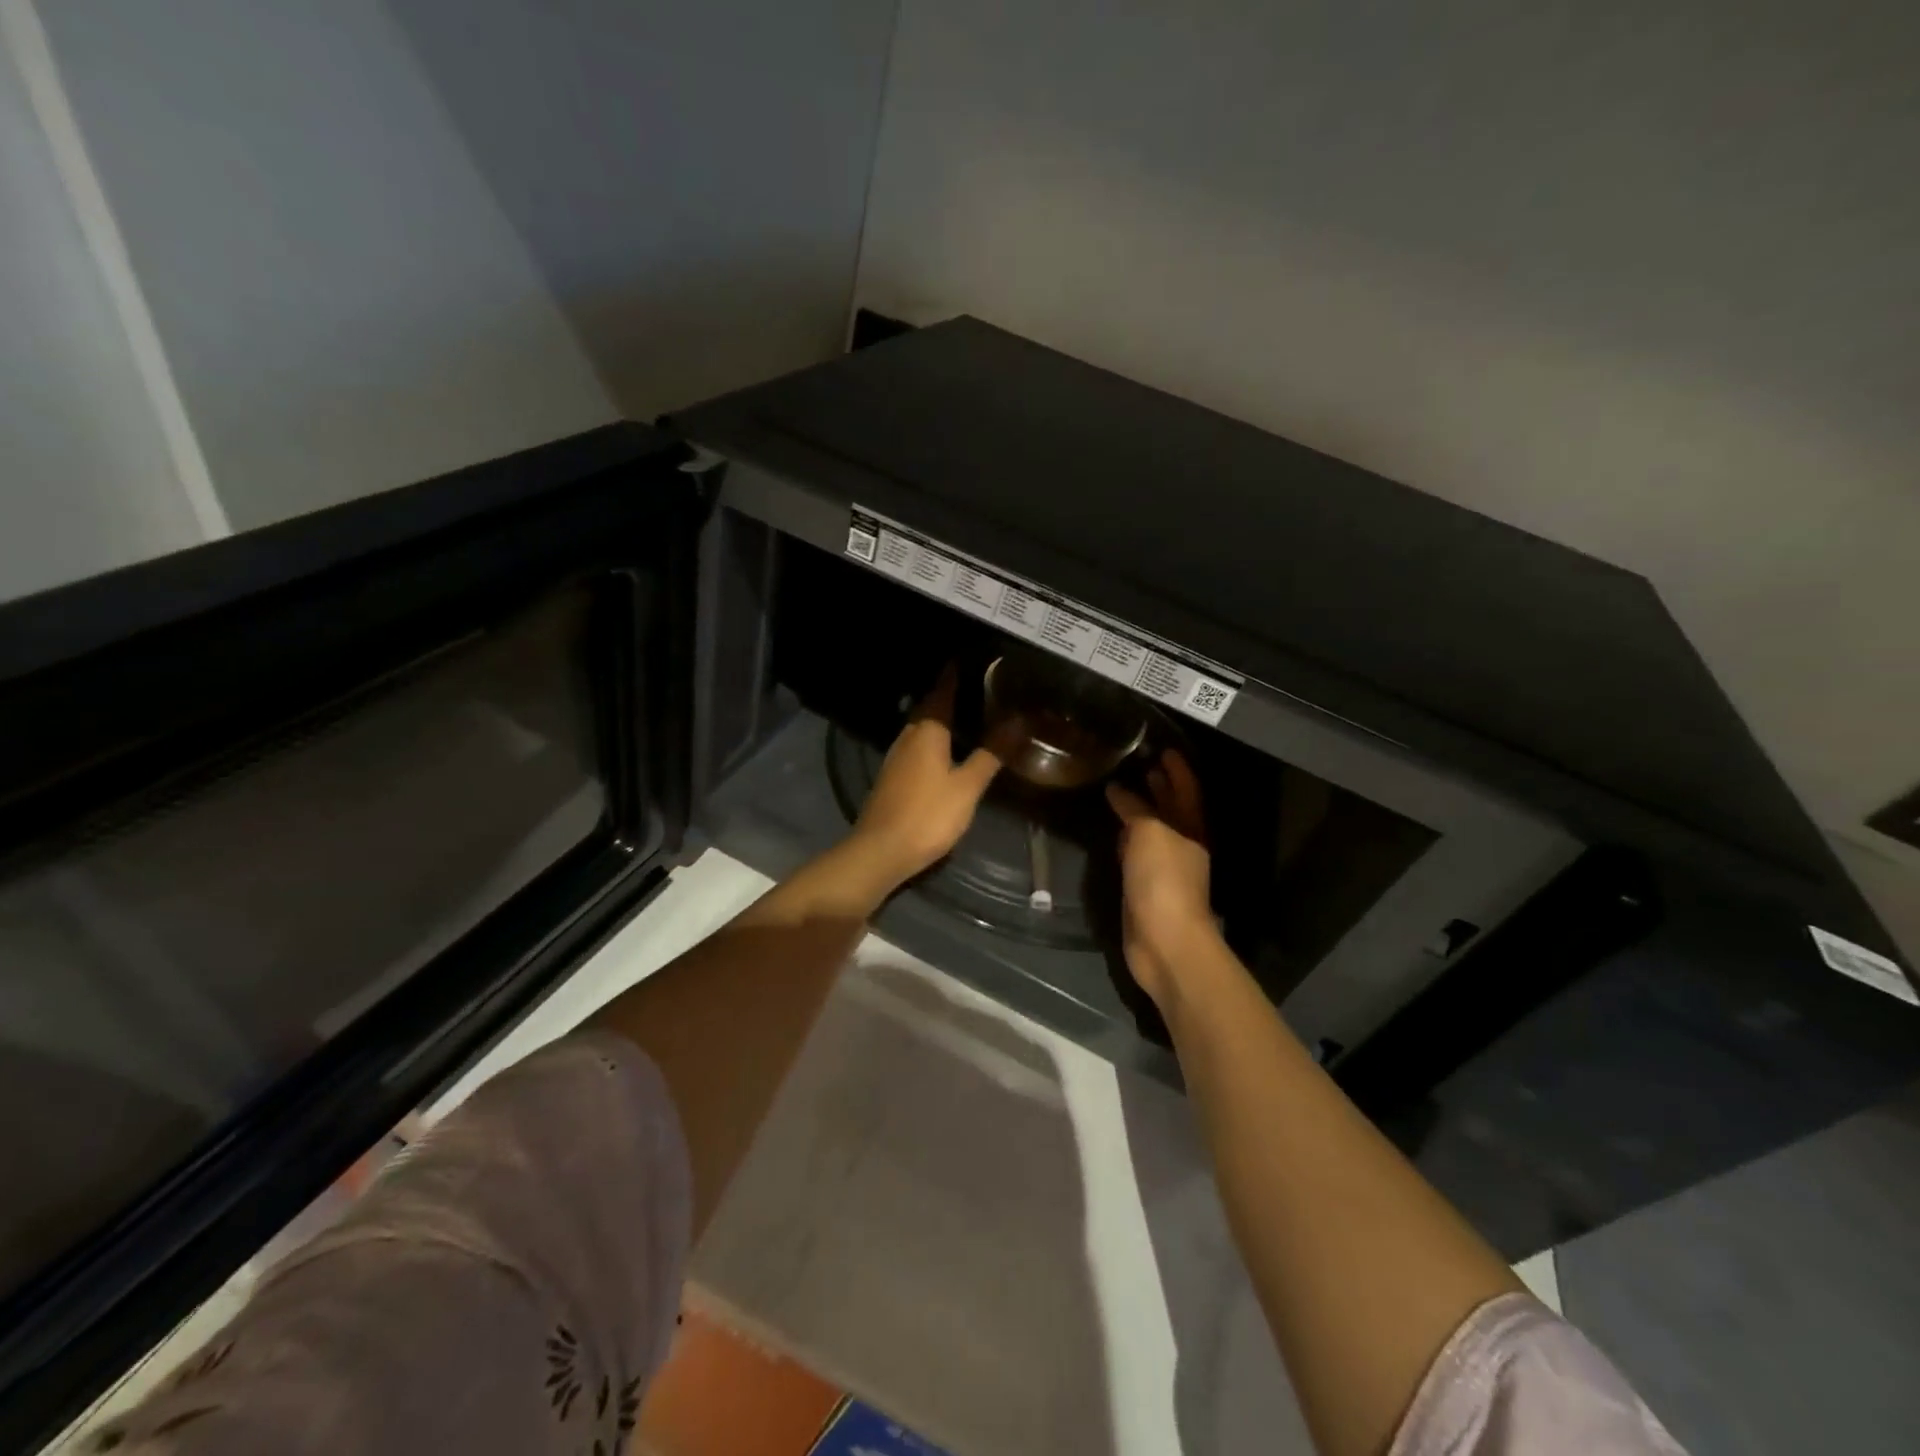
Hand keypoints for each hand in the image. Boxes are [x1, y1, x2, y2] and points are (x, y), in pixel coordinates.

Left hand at [850, 667, 1001, 891]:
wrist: (881, 851)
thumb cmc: (928, 815)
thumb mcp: (967, 786)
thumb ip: (992, 753)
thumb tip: (1019, 720)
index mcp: (927, 731)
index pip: (942, 691)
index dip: (954, 675)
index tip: (968, 659)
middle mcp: (908, 736)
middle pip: (929, 708)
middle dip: (949, 695)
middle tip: (977, 686)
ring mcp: (896, 757)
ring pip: (921, 728)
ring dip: (941, 718)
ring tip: (967, 714)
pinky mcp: (892, 777)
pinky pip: (916, 746)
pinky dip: (933, 740)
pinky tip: (946, 750)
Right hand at [1106, 751, 1218, 1009]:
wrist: (1165, 941)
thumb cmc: (1163, 880)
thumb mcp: (1149, 833)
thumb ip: (1135, 809)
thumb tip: (1117, 790)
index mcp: (1191, 828)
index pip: (1186, 790)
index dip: (1177, 769)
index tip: (1164, 748)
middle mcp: (1182, 844)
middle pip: (1172, 808)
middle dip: (1160, 786)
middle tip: (1140, 763)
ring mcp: (1164, 867)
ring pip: (1153, 829)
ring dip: (1142, 810)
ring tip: (1121, 790)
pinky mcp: (1145, 886)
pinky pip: (1137, 852)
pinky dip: (1128, 836)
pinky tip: (1115, 831)